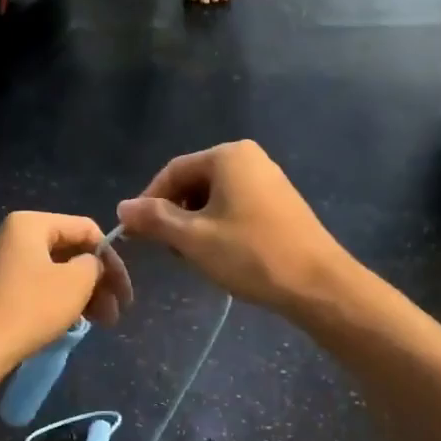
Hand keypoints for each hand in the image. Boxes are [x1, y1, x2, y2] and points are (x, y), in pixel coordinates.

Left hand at [0, 212, 131, 369]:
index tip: (124, 292)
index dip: (112, 259)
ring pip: (57, 271)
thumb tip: (92, 265)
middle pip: (71, 251)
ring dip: (84, 294)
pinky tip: (76, 321)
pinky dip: (61, 300)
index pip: (86, 229)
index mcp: (31, 223)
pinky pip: (39, 285)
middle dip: (99, 281)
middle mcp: (14, 235)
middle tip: (116, 312)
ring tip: (102, 323)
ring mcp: (3, 262)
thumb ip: (94, 264)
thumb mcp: (76, 282)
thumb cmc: (31, 308)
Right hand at [115, 141, 349, 315]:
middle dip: (174, 215)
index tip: (136, 234)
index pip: (172, 172)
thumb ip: (154, 219)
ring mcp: (268, 180)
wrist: (317, 284)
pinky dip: (218, 228)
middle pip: (193, 183)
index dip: (148, 202)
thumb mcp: (193, 238)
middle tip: (168, 251)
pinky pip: (235, 207)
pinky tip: (220, 255)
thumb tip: (123, 207)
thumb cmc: (250, 254)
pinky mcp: (280, 204)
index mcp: (228, 156)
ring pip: (214, 198)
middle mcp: (250, 158)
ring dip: (195, 225)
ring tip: (193, 257)